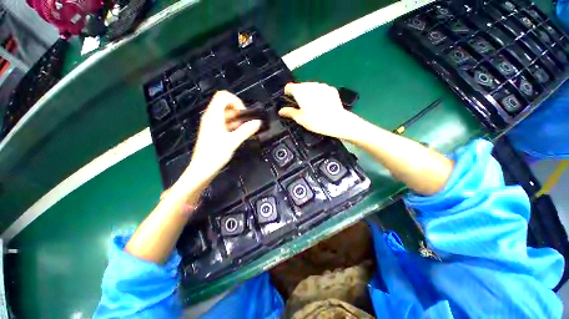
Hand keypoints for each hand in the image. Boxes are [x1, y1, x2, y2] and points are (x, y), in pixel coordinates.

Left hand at [182, 91, 261, 183]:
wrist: (202, 169)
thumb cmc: (214, 155)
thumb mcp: (233, 142)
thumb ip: (246, 130)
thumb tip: (257, 122)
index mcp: (213, 116)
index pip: (223, 96)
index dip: (236, 101)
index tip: (244, 113)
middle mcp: (211, 117)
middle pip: (225, 103)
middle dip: (237, 111)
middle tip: (244, 122)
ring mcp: (211, 124)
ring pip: (225, 113)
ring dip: (236, 118)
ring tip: (242, 129)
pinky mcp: (213, 131)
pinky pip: (224, 122)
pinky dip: (232, 124)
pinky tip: (237, 133)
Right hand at [278, 82, 355, 139]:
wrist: (337, 121)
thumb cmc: (315, 121)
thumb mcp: (300, 119)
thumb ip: (289, 112)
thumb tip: (281, 111)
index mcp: (300, 91)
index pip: (289, 87)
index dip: (287, 93)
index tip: (288, 100)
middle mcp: (310, 85)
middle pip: (300, 86)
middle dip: (299, 94)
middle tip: (301, 107)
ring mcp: (322, 86)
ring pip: (311, 87)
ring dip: (309, 93)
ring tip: (312, 106)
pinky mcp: (331, 89)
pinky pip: (321, 90)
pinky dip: (319, 95)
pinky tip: (322, 105)